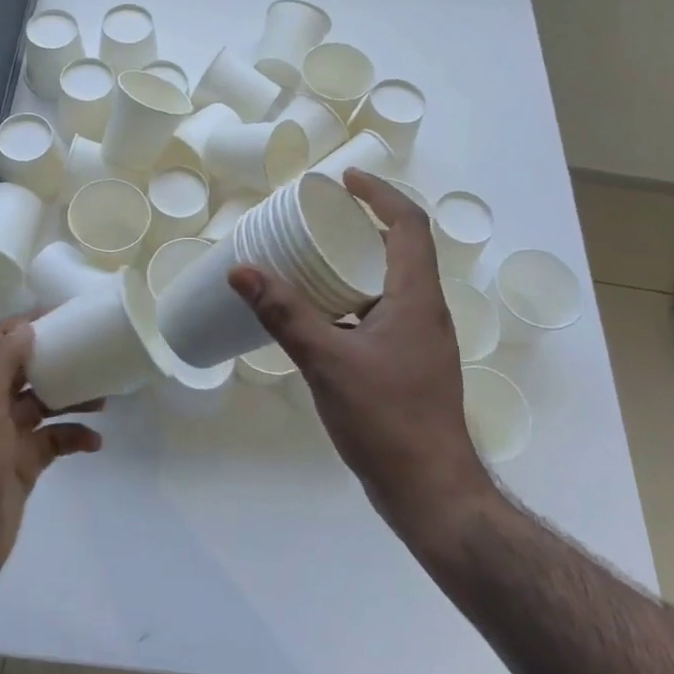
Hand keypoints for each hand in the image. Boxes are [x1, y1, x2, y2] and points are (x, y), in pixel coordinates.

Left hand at [0, 315, 102, 597]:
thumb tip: (26, 328)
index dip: (25, 325)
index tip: (62, 314)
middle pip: (24, 371)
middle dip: (55, 359)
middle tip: (92, 351)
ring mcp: (5, 438)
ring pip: (43, 405)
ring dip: (71, 397)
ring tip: (104, 397)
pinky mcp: (21, 466)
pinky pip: (52, 442)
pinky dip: (74, 437)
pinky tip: (95, 442)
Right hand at [227, 170, 498, 541]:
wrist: (432, 494)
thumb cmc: (388, 420)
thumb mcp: (328, 362)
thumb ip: (284, 314)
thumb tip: (241, 270)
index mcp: (417, 297)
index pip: (409, 224)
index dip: (379, 193)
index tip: (343, 180)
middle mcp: (425, 310)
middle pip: (401, 247)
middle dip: (361, 223)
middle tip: (317, 215)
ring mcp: (419, 340)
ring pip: (390, 281)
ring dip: (356, 261)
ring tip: (311, 257)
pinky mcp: (408, 364)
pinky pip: (381, 311)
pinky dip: (352, 298)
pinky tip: (319, 314)